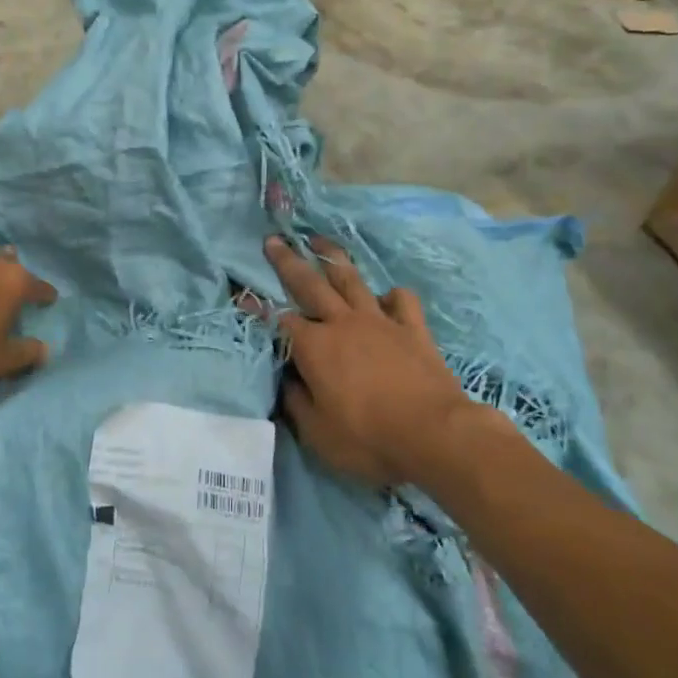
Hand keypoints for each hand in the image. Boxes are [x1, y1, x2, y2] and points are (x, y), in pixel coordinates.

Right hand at [265, 236, 493, 485]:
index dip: (258, 308)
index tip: (242, 293)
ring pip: (352, 280)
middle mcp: (343, 323)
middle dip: (288, 261)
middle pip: (310, 284)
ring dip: (332, 258)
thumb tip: (286, 380)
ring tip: (319, 240)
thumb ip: (296, 402)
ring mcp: (380, 321)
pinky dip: (390, 295)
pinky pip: (401, 300)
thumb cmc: (369, 438)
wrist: (435, 434)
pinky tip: (384, 296)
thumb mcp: (317, 432)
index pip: (279, 320)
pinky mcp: (412, 329)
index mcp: (314, 347)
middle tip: (274, 240)